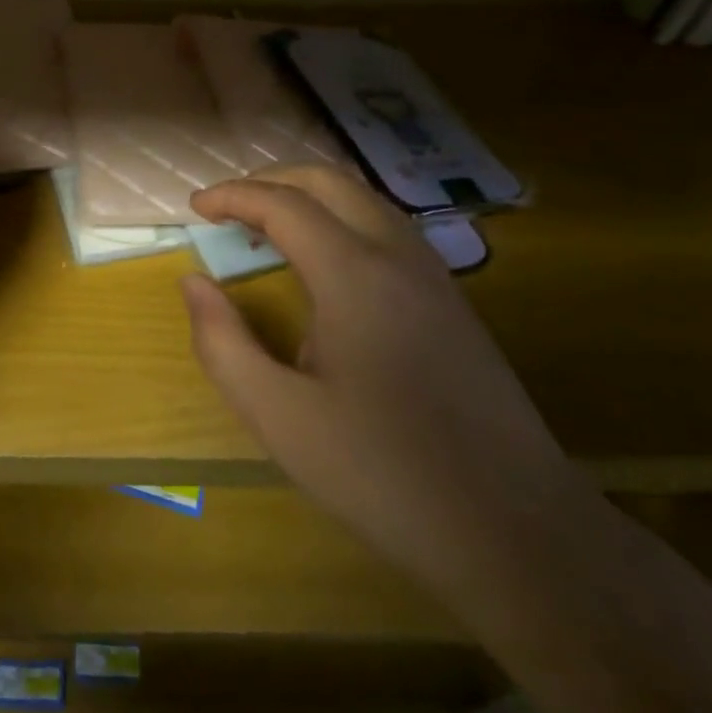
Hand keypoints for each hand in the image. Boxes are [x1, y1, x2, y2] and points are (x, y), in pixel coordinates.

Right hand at [181, 167, 576, 581]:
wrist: (518, 532)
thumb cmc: (384, 474)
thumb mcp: (278, 417)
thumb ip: (222, 343)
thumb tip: (194, 283)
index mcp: (354, 274)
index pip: (283, 204)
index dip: (232, 196)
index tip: (194, 208)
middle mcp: (398, 256)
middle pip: (329, 182)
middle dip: (270, 180)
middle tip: (227, 206)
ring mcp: (434, 276)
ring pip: (364, 200)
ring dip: (309, 197)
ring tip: (267, 227)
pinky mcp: (453, 302)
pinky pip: (388, 229)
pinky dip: (341, 220)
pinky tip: (325, 265)